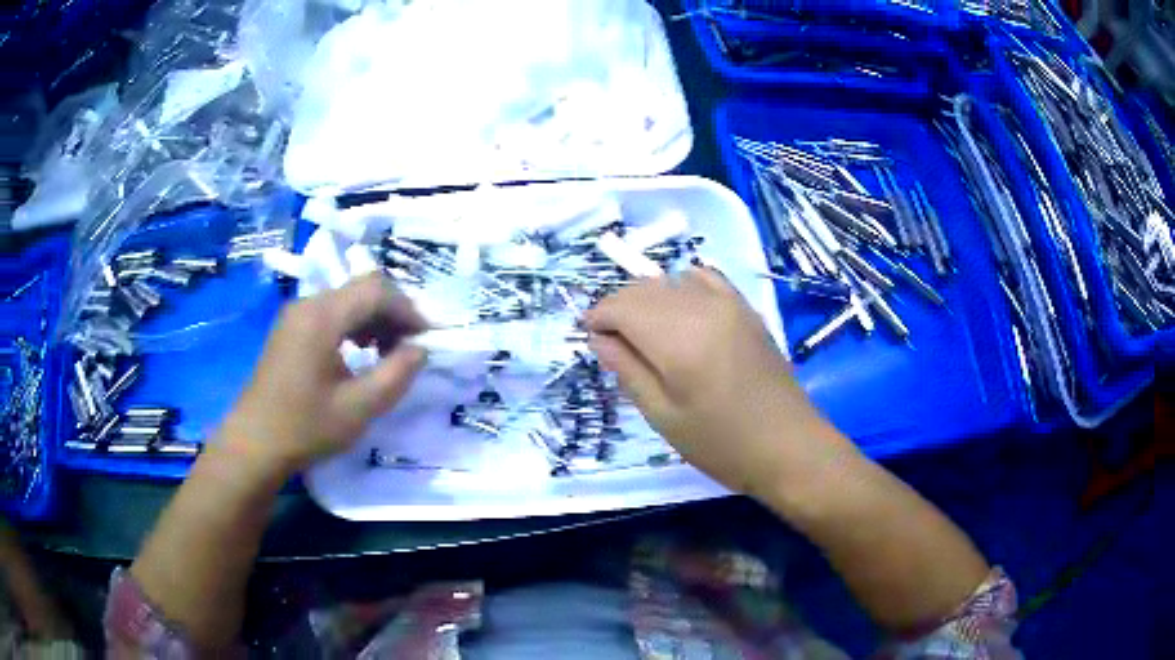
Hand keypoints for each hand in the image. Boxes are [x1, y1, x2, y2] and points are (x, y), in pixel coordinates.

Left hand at [223, 273, 428, 475]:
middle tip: (410, 346)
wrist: (254, 444)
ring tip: (388, 353)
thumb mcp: (359, 408)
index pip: (376, 290)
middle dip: (392, 312)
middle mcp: (308, 304)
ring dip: (374, 319)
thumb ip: (396, 374)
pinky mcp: (290, 328)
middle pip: (361, 288)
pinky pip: (330, 313)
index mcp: (322, 316)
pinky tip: (360, 353)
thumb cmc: (305, 427)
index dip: (408, 309)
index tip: (427, 338)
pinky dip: (353, 325)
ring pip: (346, 299)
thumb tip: (420, 349)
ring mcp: (296, 314)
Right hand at [582, 268, 853, 499]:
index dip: (598, 317)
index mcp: (678, 338)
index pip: (621, 305)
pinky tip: (681, 314)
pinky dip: (682, 287)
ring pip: (670, 280)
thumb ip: (627, 370)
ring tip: (646, 334)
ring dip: (648, 299)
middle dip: (619, 308)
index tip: (590, 338)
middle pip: (644, 288)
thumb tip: (598, 337)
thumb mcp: (663, 416)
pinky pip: (704, 278)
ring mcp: (729, 302)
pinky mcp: (746, 307)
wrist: (789, 445)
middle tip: (613, 343)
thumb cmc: (721, 443)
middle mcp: (702, 306)